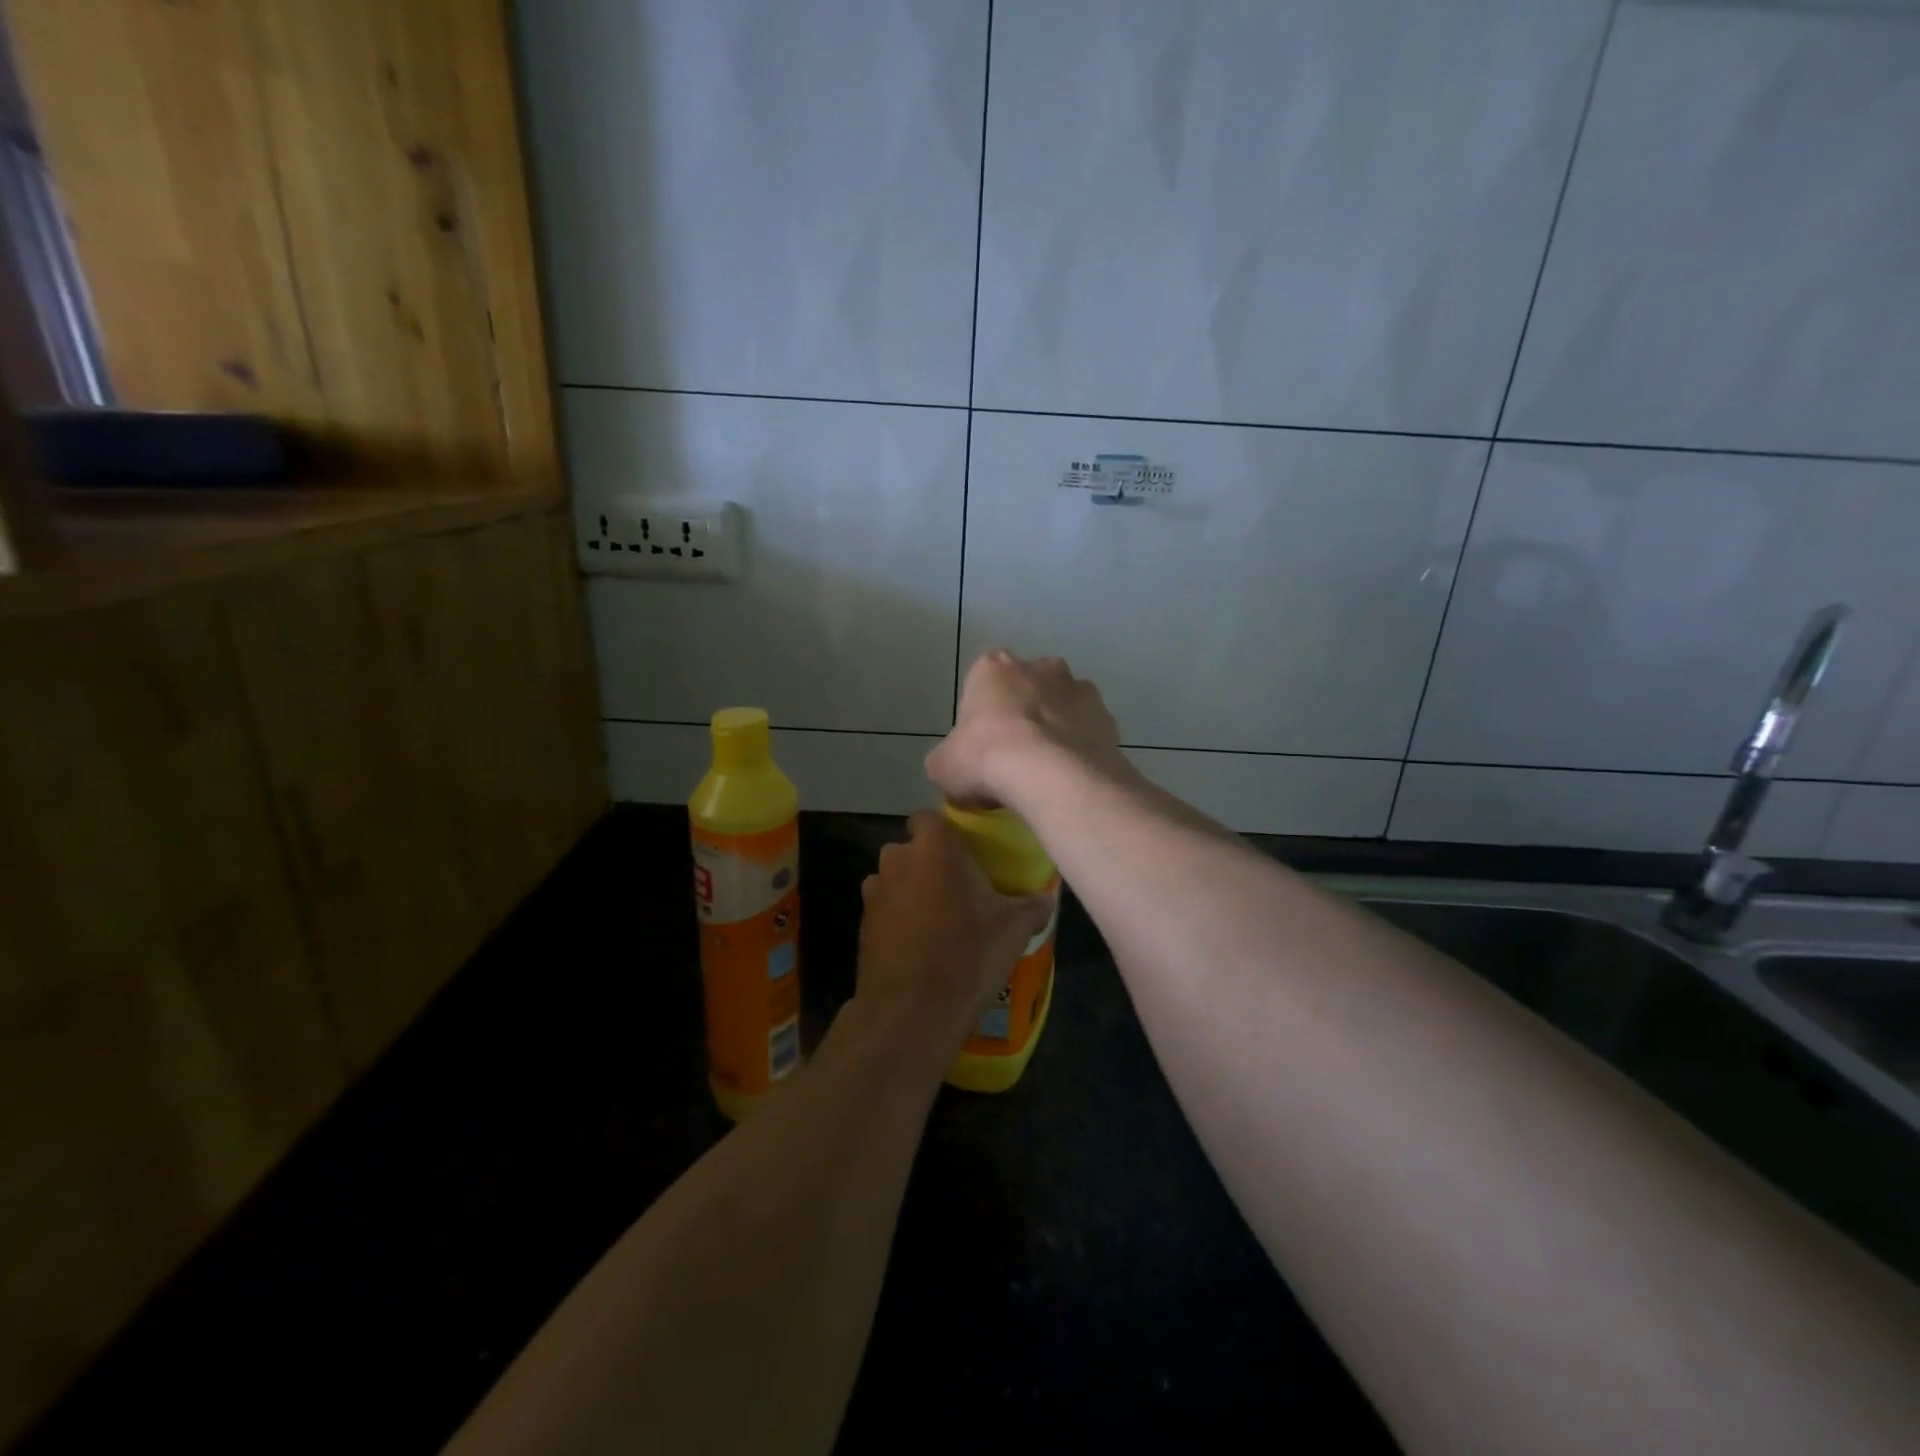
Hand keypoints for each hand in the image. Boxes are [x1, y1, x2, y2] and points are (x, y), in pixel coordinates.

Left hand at [855, 811, 1052, 1054]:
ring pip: (896, 879)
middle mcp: (898, 859)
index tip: (966, 854)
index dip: (945, 832)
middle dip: (930, 863)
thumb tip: (1047, 898)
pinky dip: (899, 919)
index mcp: (935, 847)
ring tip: (939, 921)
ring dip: (912, 891)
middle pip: (912, 849)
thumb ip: (1033, 904)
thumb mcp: (1015, 928)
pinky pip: (885, 909)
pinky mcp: (862, 924)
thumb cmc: (969, 954)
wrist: (912, 1011)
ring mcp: (874, 892)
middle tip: (959, 890)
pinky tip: (920, 946)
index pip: (929, 817)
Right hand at [927, 650, 1126, 811]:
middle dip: (1024, 711)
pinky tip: (1072, 777)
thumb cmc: (985, 759)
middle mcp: (1039, 667)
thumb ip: (949, 757)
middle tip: (1015, 755)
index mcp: (993, 667)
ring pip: (1064, 704)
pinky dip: (1082, 747)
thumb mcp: (943, 765)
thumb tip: (956, 766)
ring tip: (1047, 770)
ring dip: (1057, 727)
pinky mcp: (1107, 717)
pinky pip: (1089, 731)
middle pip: (1028, 686)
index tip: (982, 743)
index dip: (983, 712)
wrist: (1051, 776)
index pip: (984, 680)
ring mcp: (1079, 689)